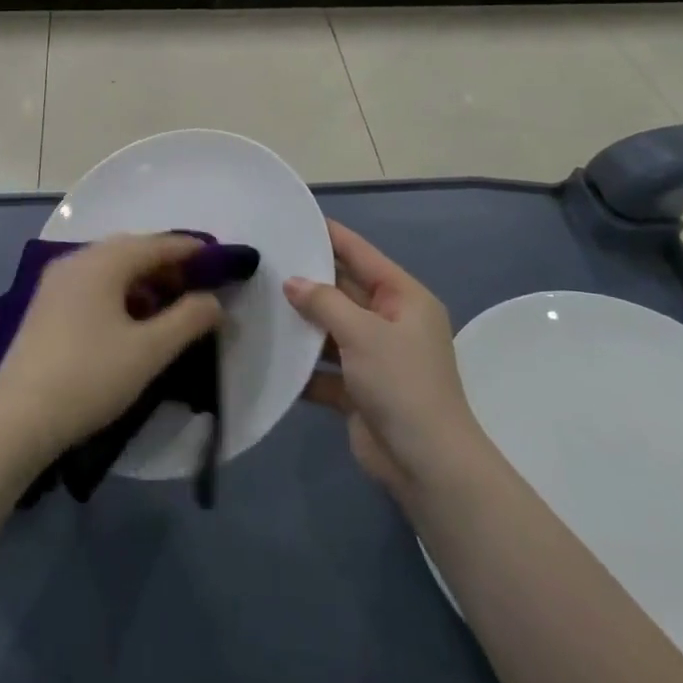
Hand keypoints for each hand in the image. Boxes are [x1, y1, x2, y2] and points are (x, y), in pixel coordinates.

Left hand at [0, 235, 223, 465]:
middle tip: (196, 286)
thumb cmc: (89, 377)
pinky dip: (118, 292)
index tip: (219, 257)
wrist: (17, 417)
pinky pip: (92, 283)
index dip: (190, 250)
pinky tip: (130, 321)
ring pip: (109, 268)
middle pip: (130, 250)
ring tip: (167, 307)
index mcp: (102, 261)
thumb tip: (213, 301)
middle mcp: (77, 259)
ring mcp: (56, 281)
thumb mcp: (149, 351)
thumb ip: (188, 320)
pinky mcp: (46, 304)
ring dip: (141, 280)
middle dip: (166, 265)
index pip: (156, 244)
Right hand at [285, 221, 483, 500]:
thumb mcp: (362, 332)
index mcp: (403, 298)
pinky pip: (324, 367)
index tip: (295, 218)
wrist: (426, 465)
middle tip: (264, 260)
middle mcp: (390, 322)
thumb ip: (324, 302)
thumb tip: (292, 282)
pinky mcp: (358, 390)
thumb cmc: (401, 383)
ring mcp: (374, 357)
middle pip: (343, 290)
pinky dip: (302, 364)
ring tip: (256, 300)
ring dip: (300, 322)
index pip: (361, 254)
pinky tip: (268, 353)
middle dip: (307, 279)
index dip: (330, 235)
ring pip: (330, 329)